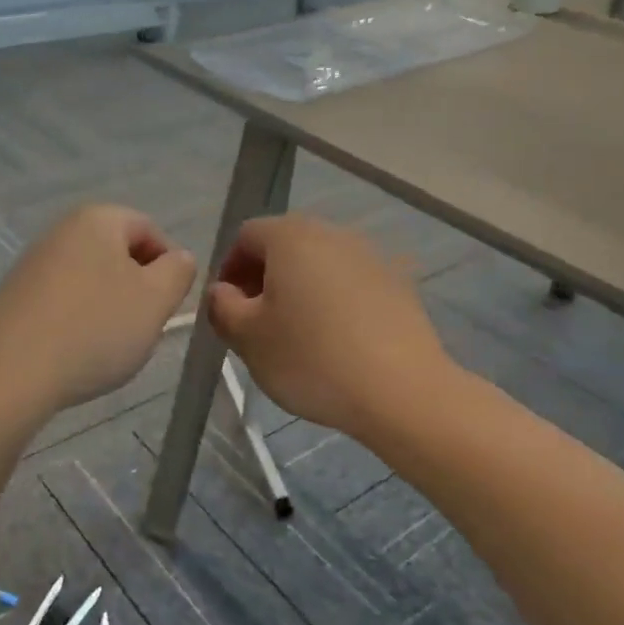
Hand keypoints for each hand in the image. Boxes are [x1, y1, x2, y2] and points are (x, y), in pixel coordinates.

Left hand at [0, 204, 196, 419]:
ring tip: (107, 348)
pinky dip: (77, 323)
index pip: (150, 230)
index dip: (169, 267)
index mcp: (97, 219)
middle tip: (141, 328)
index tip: (168, 306)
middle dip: (137, 290)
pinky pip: (61, 303)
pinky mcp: (13, 298)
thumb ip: (178, 272)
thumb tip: (178, 259)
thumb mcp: (156, 300)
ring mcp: (31, 264)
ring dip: (108, 310)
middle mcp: (60, 231)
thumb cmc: (94, 330)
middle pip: (117, 255)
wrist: (9, 376)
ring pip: (90, 281)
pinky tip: (75, 354)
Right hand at [208, 214, 446, 439]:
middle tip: (256, 323)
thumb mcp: (248, 338)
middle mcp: (333, 233)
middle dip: (264, 279)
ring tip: (297, 335)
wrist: (401, 390)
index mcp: (291, 236)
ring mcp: (372, 256)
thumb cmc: (311, 358)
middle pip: (286, 245)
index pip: (246, 236)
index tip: (228, 309)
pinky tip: (336, 342)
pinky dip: (334, 303)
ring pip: (320, 265)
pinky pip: (351, 285)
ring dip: (300, 290)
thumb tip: (223, 292)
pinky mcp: (399, 284)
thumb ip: (222, 307)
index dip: (229, 269)